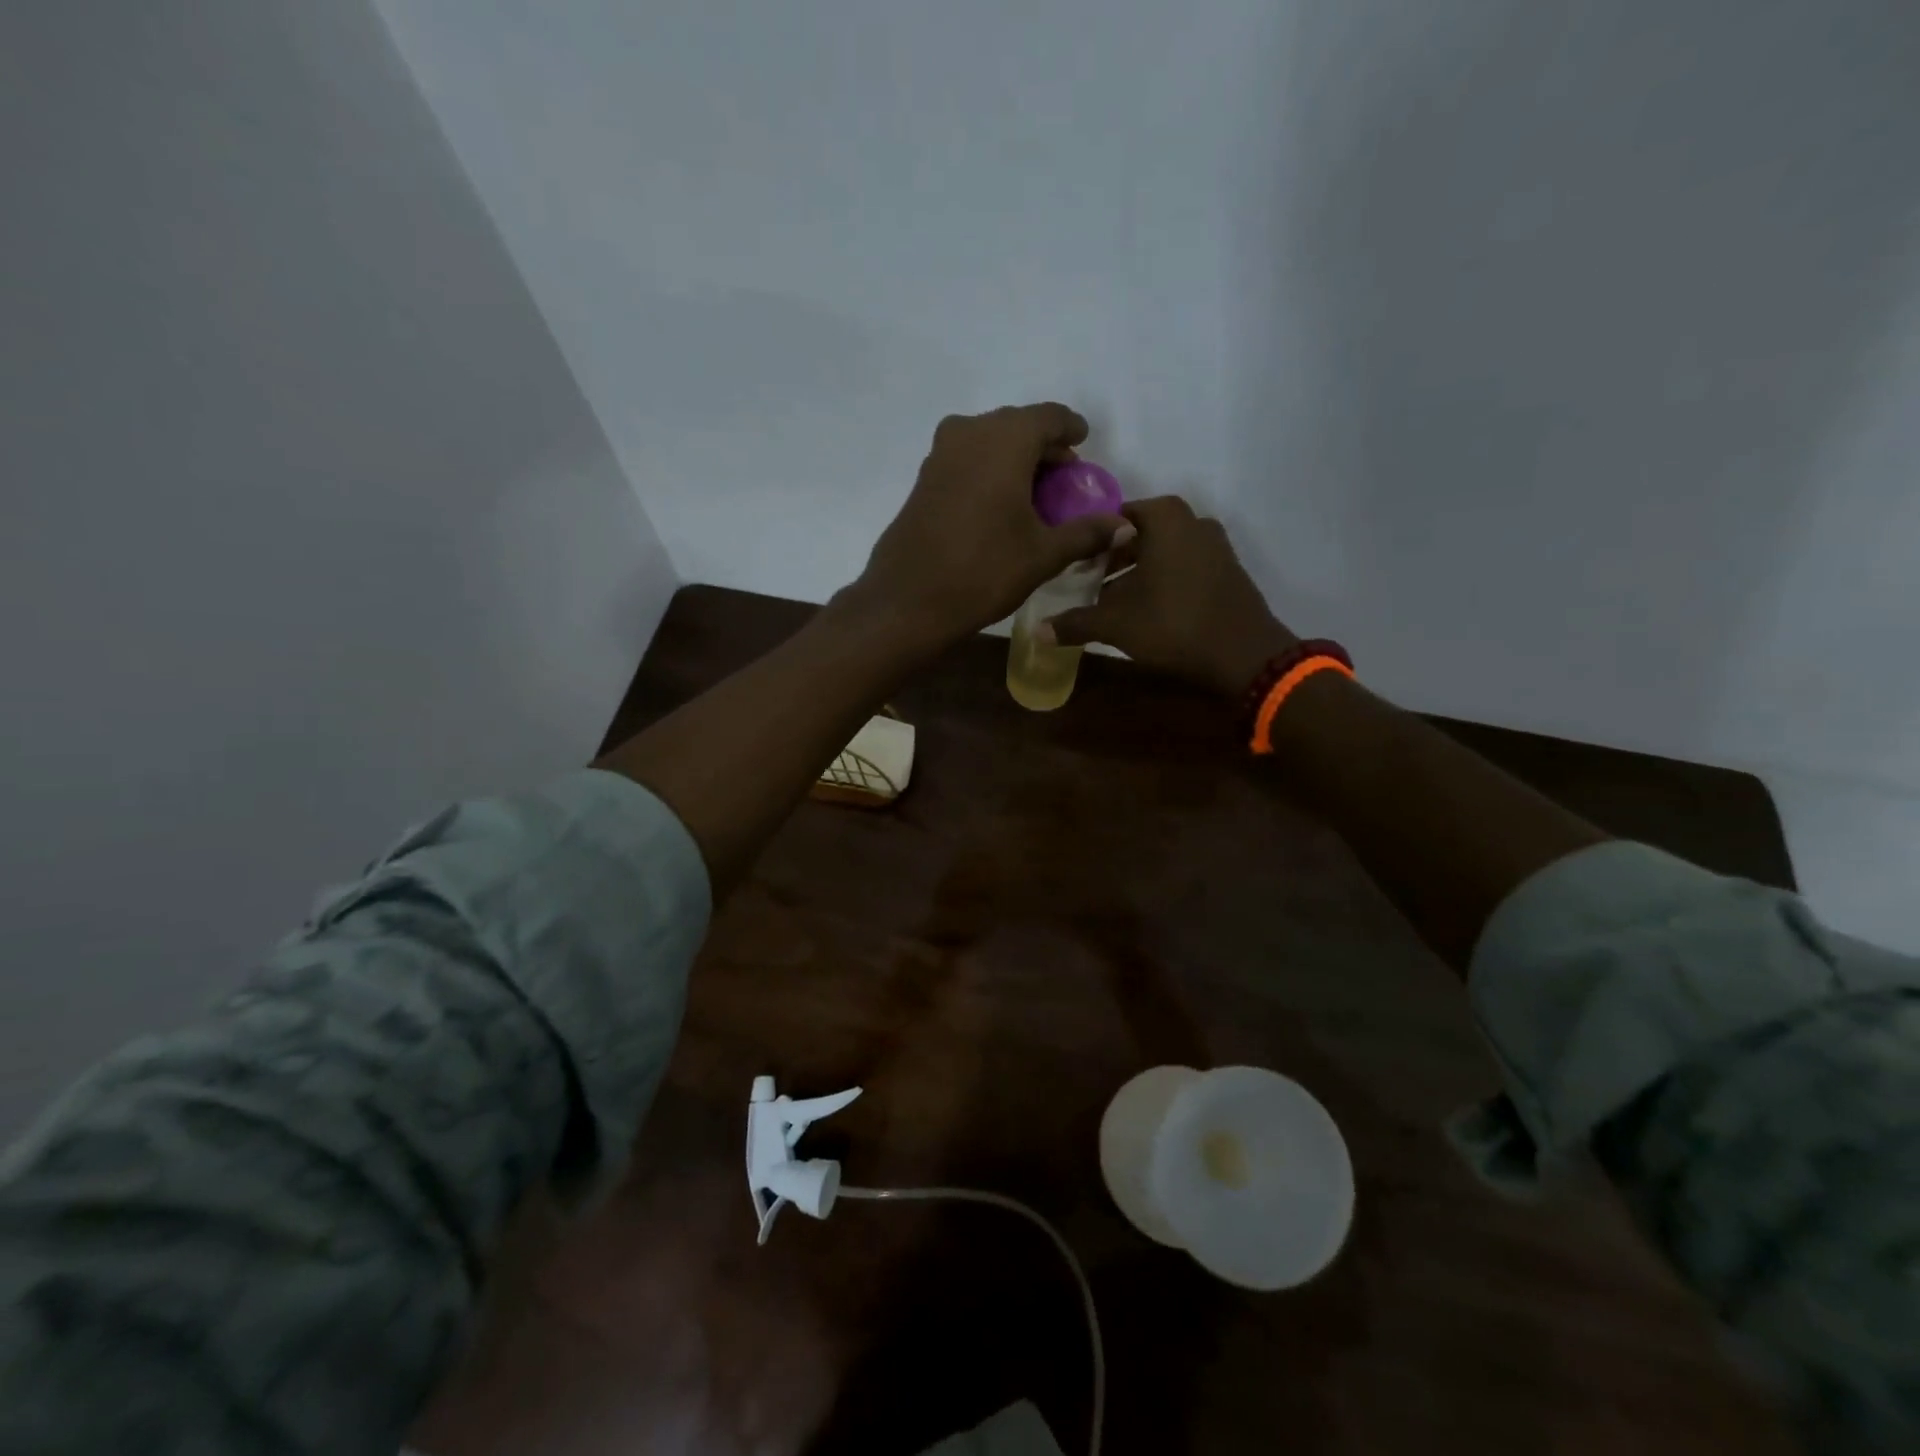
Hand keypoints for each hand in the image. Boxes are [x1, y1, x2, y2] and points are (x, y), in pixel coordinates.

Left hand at [845, 404, 1130, 647]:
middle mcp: (970, 432)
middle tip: (1063, 478)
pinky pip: (966, 460)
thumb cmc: (984, 571)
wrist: (908, 600)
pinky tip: (999, 505)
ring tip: (1034, 494)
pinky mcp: (923, 479)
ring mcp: (940, 454)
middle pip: (1017, 426)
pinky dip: (988, 471)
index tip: (1083, 443)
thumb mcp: (1043, 554)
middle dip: (1043, 447)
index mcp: (1005, 439)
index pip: (1049, 417)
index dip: (1071, 429)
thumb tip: (1125, 526)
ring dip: (1014, 459)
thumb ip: (1086, 532)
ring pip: (988, 442)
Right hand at [1042, 496, 1297, 696]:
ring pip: (1162, 552)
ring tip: (1111, 602)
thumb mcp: (1117, 624)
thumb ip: (1076, 622)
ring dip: (1136, 573)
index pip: (1113, 517)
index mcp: (1165, 518)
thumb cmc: (1175, 625)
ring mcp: (1215, 545)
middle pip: (1138, 534)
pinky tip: (1146, 611)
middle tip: (1085, 584)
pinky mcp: (1226, 570)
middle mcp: (1192, 521)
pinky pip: (1183, 567)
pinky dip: (1162, 581)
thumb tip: (1038, 631)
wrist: (1245, 655)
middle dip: (1111, 559)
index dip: (1088, 540)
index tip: (1070, 563)